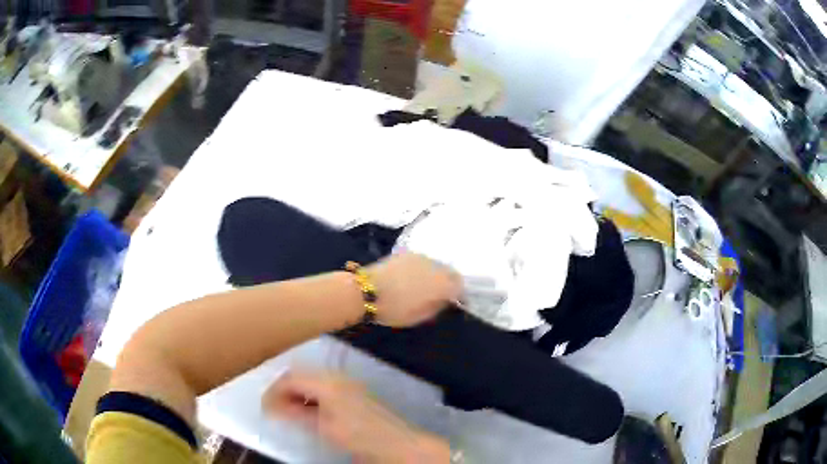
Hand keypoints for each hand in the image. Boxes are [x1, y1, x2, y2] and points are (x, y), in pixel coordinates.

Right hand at [263, 370, 449, 462]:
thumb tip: (274, 407)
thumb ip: (296, 414)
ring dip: (298, 394)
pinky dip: (312, 397)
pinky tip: (309, 411)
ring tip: (288, 411)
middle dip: (285, 390)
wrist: (397, 442)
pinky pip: (325, 388)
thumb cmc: (358, 435)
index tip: (264, 406)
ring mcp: (347, 383)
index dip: (274, 391)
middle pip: (301, 376)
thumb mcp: (323, 427)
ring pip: (312, 382)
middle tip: (274, 408)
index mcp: (326, 381)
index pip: (291, 378)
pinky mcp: (354, 393)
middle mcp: (336, 376)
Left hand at [366, 253, 460, 326]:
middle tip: (441, 295)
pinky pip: (422, 261)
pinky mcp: (406, 253)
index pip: (460, 286)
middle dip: (449, 283)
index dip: (459, 295)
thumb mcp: (420, 316)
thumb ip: (437, 306)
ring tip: (425, 286)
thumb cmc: (394, 309)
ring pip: (436, 265)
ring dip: (435, 275)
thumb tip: (445, 300)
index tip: (454, 303)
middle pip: (450, 273)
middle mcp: (435, 266)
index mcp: (442, 284)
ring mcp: (420, 257)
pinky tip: (412, 278)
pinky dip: (423, 269)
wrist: (366, 291)